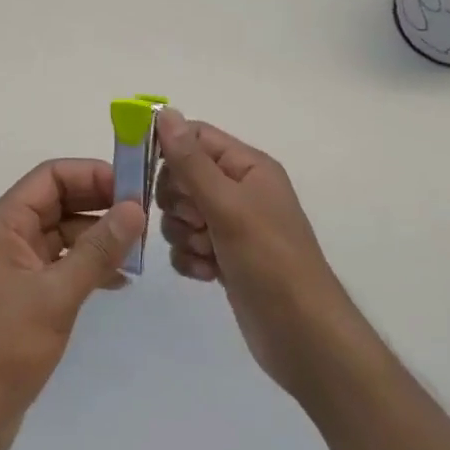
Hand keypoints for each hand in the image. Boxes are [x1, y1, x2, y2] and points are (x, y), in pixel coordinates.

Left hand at [0, 160, 143, 439]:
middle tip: (144, 219)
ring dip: (98, 238)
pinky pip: (60, 264)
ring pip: (62, 233)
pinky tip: (119, 281)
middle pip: (58, 201)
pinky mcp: (24, 295)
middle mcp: (6, 236)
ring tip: (138, 252)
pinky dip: (88, 267)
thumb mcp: (56, 294)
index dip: (92, 175)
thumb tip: (135, 208)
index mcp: (2, 223)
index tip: (134, 188)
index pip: (51, 176)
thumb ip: (97, 250)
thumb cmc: (4, 347)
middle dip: (100, 205)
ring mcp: (14, 266)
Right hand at [155, 109, 357, 401]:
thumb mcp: (227, 205)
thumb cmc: (270, 261)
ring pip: (180, 214)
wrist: (303, 337)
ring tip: (207, 253)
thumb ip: (190, 161)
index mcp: (247, 166)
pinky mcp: (224, 257)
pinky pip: (187, 244)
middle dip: (177, 202)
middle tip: (197, 221)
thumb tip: (164, 112)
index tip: (146, 173)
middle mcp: (239, 190)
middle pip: (181, 176)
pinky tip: (208, 274)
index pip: (195, 137)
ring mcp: (231, 226)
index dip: (168, 151)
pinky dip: (190, 258)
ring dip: (183, 234)